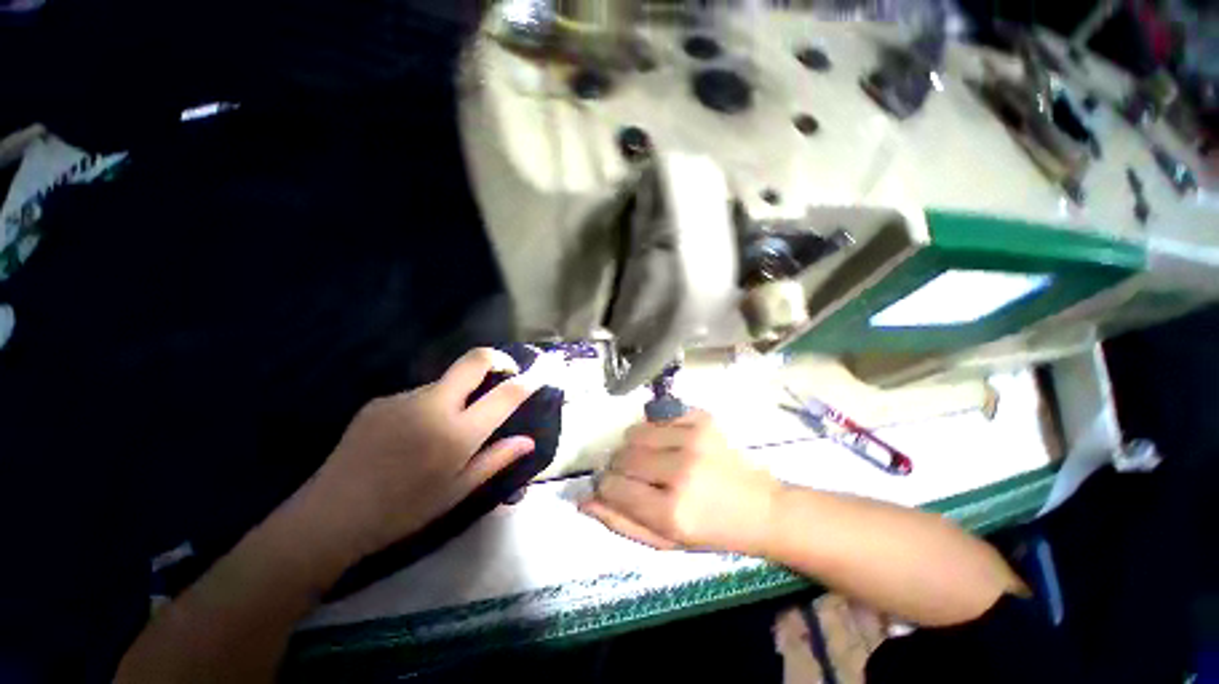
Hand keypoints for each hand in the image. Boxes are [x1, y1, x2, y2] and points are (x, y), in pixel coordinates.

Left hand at [298, 348, 542, 561]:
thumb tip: (528, 441)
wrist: (329, 517)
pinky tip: (415, 434)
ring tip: (449, 425)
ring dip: (460, 391)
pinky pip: (420, 394)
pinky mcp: (381, 401)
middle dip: (497, 359)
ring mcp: (404, 398)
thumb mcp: (457, 491)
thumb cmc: (403, 511)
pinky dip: (432, 404)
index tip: (539, 375)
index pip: (504, 395)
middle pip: (474, 360)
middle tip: (506, 372)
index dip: (527, 381)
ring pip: (446, 380)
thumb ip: (496, 459)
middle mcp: (433, 405)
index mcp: (456, 434)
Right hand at [580, 409, 781, 555]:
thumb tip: (583, 500)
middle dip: (619, 466)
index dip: (605, 487)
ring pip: (635, 432)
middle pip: (622, 455)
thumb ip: (620, 522)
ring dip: (635, 445)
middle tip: (636, 475)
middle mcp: (681, 470)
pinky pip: (658, 415)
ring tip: (653, 458)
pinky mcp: (703, 419)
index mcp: (671, 511)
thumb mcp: (665, 542)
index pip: (613, 487)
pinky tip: (671, 443)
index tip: (612, 487)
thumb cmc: (711, 530)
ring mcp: (694, 439)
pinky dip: (656, 429)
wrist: (761, 507)